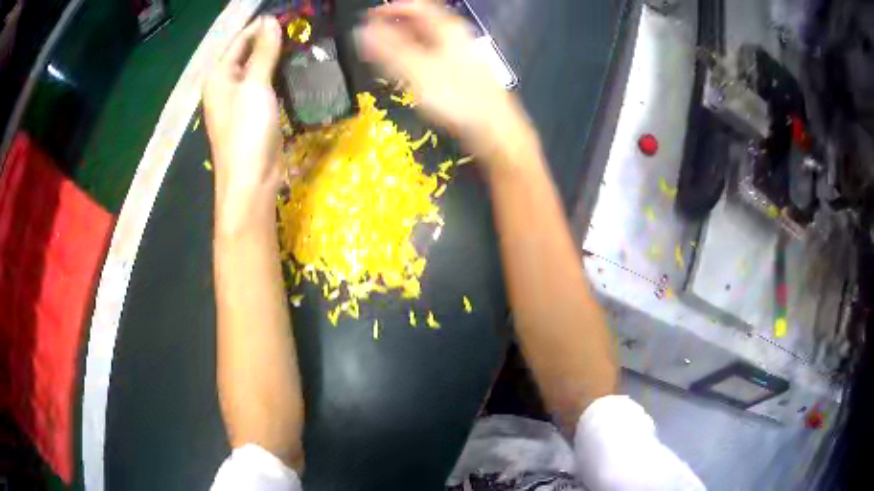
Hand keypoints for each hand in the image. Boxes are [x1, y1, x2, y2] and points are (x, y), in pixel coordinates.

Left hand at [204, 16, 282, 227]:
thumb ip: (264, 51)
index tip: (290, 14)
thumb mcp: (256, 86)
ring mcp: (238, 101)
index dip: (262, 26)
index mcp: (219, 76)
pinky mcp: (252, 114)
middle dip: (271, 40)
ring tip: (303, 42)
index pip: (241, 40)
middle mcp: (225, 86)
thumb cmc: (247, 131)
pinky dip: (278, 75)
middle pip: (248, 53)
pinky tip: (295, 68)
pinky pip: (264, 86)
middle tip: (302, 27)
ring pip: (258, 69)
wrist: (251, 181)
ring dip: (277, 57)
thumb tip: (270, 20)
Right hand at [356, 0, 533, 161]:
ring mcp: (460, 55)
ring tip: (381, 57)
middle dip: (393, 28)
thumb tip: (361, 30)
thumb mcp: (416, 71)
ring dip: (402, 45)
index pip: (415, 6)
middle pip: (420, 22)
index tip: (367, 19)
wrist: (493, 129)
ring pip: (426, 41)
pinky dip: (414, 59)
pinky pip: (432, 57)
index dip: (389, 10)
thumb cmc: (455, 97)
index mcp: (446, 28)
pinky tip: (406, 73)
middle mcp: (455, 36)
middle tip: (370, 40)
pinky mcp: (461, 73)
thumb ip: (387, 50)